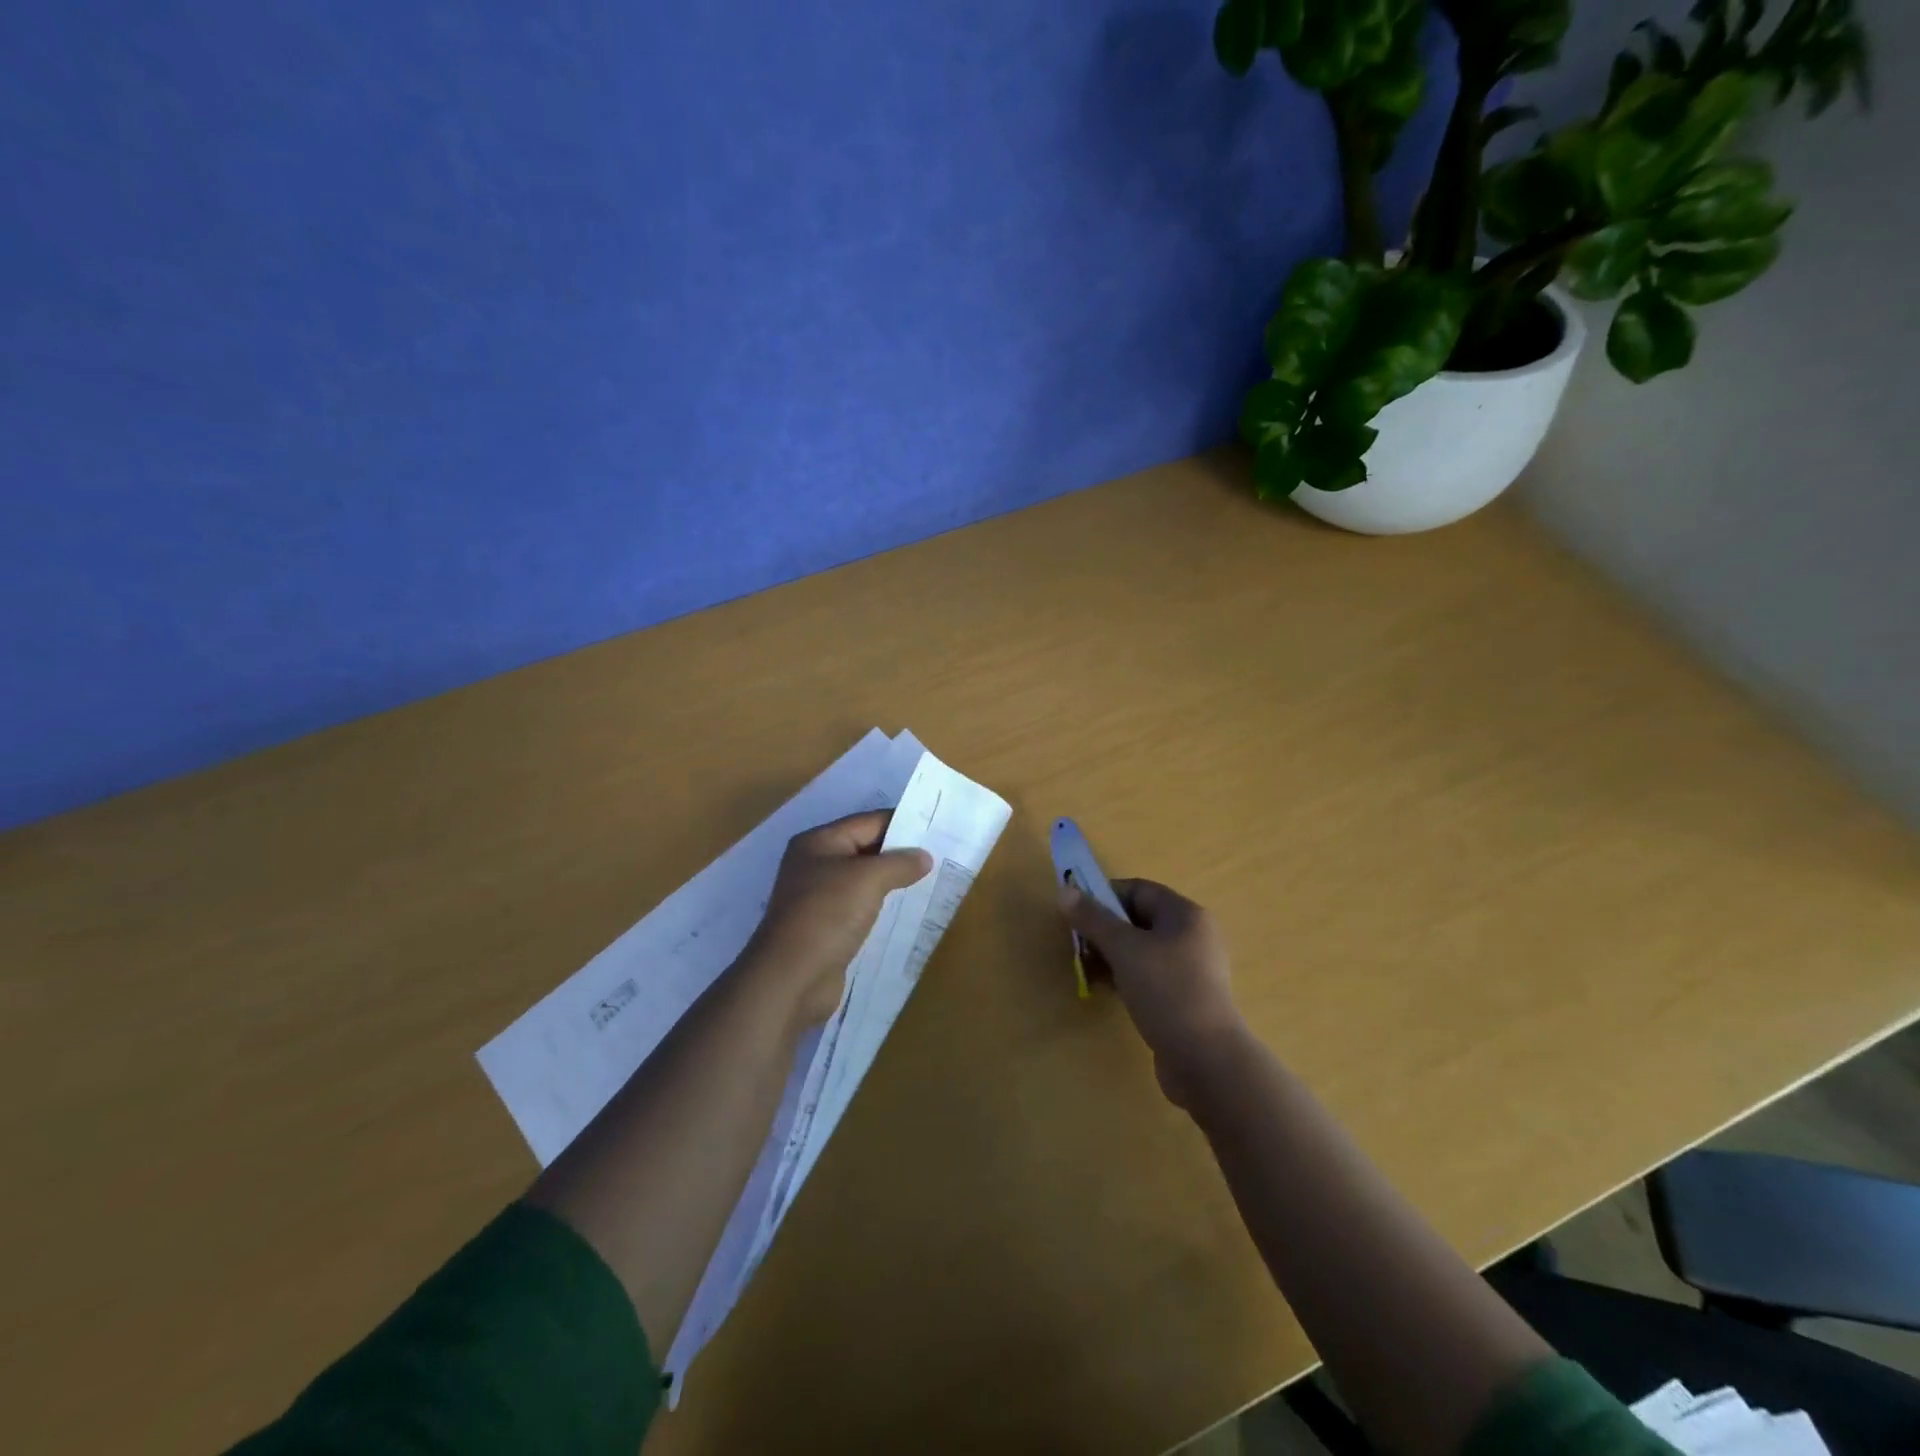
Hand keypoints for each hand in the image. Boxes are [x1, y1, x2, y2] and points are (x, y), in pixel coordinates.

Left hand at [741, 811, 931, 1028]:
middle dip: (900, 854)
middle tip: (941, 856)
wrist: (792, 977)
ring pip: (864, 881)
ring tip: (932, 883)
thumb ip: (899, 863)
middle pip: (866, 850)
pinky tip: (908, 912)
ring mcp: (819, 898)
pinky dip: (883, 907)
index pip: (868, 822)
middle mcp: (815, 865)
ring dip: (894, 883)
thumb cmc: (827, 914)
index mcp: (819, 842)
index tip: (937, 830)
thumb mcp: (869, 879)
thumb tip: (924, 857)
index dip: (902, 824)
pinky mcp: (826, 928)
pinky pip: (861, 908)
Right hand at [1060, 878, 1244, 1109]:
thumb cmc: (1166, 991)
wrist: (1206, 1060)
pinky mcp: (1185, 997)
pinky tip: (1105, 990)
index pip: (1138, 890)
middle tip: (1077, 944)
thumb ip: (1093, 918)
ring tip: (1086, 969)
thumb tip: (1065, 891)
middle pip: (1139, 919)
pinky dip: (1126, 976)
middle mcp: (1192, 936)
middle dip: (1104, 929)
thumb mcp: (1124, 949)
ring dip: (1111, 955)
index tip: (1075, 913)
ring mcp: (1191, 969)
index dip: (1104, 895)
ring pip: (1142, 949)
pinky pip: (1149, 975)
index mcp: (1185, 914)